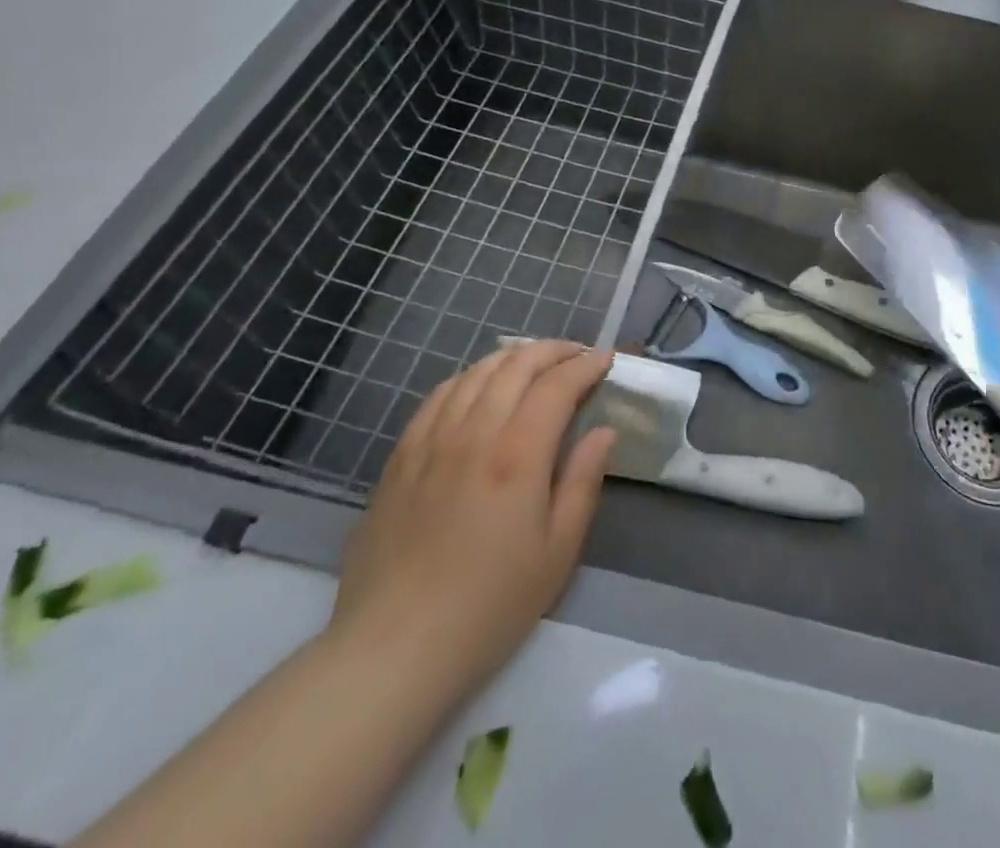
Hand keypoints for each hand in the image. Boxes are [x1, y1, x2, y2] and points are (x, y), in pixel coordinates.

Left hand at [327, 340, 616, 702]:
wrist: (393, 648)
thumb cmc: (489, 606)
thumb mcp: (558, 552)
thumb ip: (584, 482)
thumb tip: (604, 431)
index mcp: (518, 456)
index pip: (557, 386)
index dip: (586, 365)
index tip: (606, 360)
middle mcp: (474, 434)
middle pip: (516, 366)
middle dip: (553, 350)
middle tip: (577, 355)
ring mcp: (431, 441)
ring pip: (476, 373)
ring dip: (512, 357)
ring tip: (535, 362)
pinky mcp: (401, 457)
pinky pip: (438, 395)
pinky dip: (469, 377)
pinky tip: (479, 385)